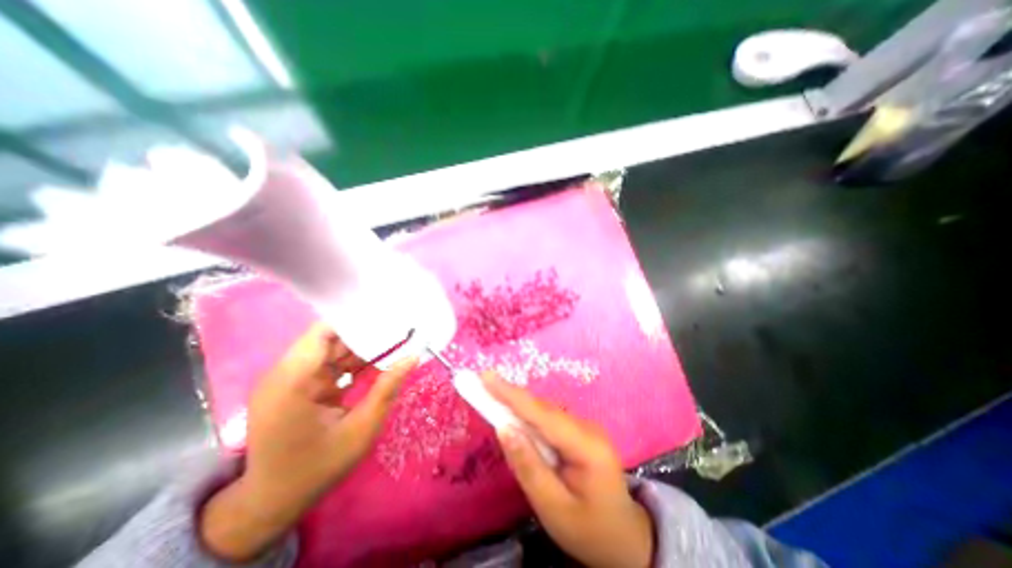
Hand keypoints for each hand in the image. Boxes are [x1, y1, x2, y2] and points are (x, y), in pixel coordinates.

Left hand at [202, 322, 415, 561]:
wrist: (274, 501)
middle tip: (399, 327)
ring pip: (330, 350)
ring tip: (394, 340)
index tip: (387, 315)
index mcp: (293, 381)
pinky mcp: (297, 386)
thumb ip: (387, 388)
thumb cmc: (318, 467)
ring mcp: (289, 379)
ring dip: (360, 347)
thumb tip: (412, 357)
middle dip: (364, 333)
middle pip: (329, 339)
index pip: (323, 332)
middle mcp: (285, 373)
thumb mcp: (361, 429)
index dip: (355, 320)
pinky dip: (352, 362)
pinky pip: (328, 364)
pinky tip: (376, 360)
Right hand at [483, 373, 656, 567]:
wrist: (626, 538)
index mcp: (586, 446)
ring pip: (544, 412)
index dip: (511, 394)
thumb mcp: (554, 509)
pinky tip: (514, 416)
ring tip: (491, 397)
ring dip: (517, 404)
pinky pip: (549, 419)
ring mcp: (585, 427)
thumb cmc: (590, 530)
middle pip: (542, 408)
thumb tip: (503, 428)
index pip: (541, 414)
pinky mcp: (579, 431)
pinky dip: (528, 416)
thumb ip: (528, 466)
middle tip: (481, 383)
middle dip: (510, 396)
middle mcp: (587, 427)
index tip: (486, 377)